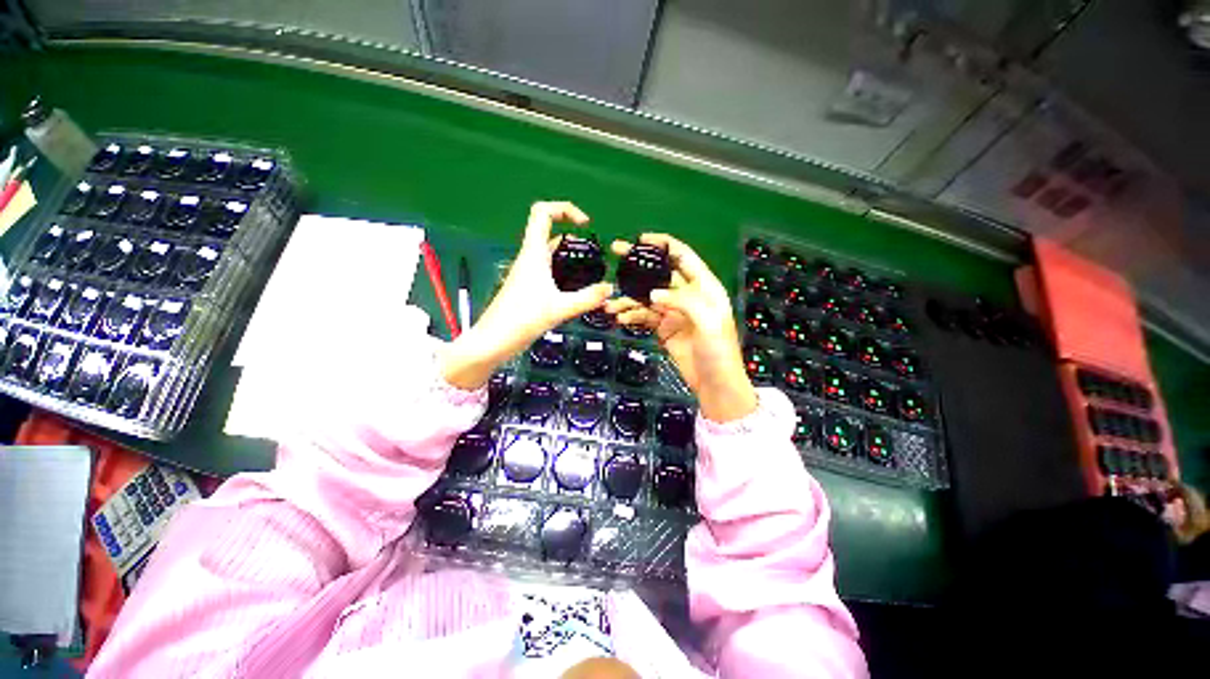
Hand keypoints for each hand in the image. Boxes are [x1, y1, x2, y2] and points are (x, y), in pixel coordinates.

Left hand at [441, 202, 613, 389]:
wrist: (494, 340)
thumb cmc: (523, 319)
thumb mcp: (561, 308)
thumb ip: (588, 298)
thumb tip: (610, 289)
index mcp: (533, 253)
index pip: (543, 212)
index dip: (564, 209)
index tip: (585, 224)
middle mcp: (529, 258)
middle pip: (549, 231)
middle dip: (573, 236)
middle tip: (594, 253)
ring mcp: (527, 273)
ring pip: (550, 253)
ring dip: (570, 255)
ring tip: (590, 270)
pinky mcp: (527, 287)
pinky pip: (548, 270)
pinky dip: (564, 272)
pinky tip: (576, 289)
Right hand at [605, 234, 756, 422]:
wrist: (715, 385)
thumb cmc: (718, 352)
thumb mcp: (708, 322)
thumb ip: (683, 301)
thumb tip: (653, 294)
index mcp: (704, 287)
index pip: (683, 257)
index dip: (663, 244)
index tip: (640, 239)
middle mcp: (687, 296)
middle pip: (660, 274)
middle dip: (638, 265)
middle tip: (614, 254)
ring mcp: (674, 313)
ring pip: (647, 297)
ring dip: (629, 298)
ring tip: (610, 304)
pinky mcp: (664, 329)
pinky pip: (644, 317)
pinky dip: (632, 316)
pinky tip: (620, 319)